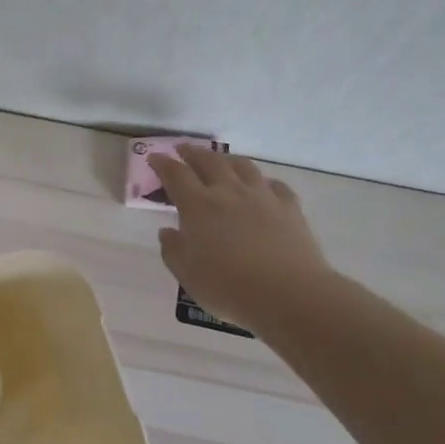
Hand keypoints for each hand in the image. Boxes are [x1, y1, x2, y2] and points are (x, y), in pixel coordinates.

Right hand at [149, 144, 332, 331]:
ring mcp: (262, 197)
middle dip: (193, 153)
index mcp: (198, 206)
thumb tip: (168, 232)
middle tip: (183, 149)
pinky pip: (274, 185)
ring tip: (220, 160)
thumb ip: (173, 249)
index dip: (163, 164)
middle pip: (209, 162)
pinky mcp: (289, 208)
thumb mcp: (186, 273)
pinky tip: (261, 186)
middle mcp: (229, 192)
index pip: (176, 175)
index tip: (154, 157)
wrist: (288, 294)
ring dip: (226, 159)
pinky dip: (262, 181)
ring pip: (242, 166)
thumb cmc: (228, 286)